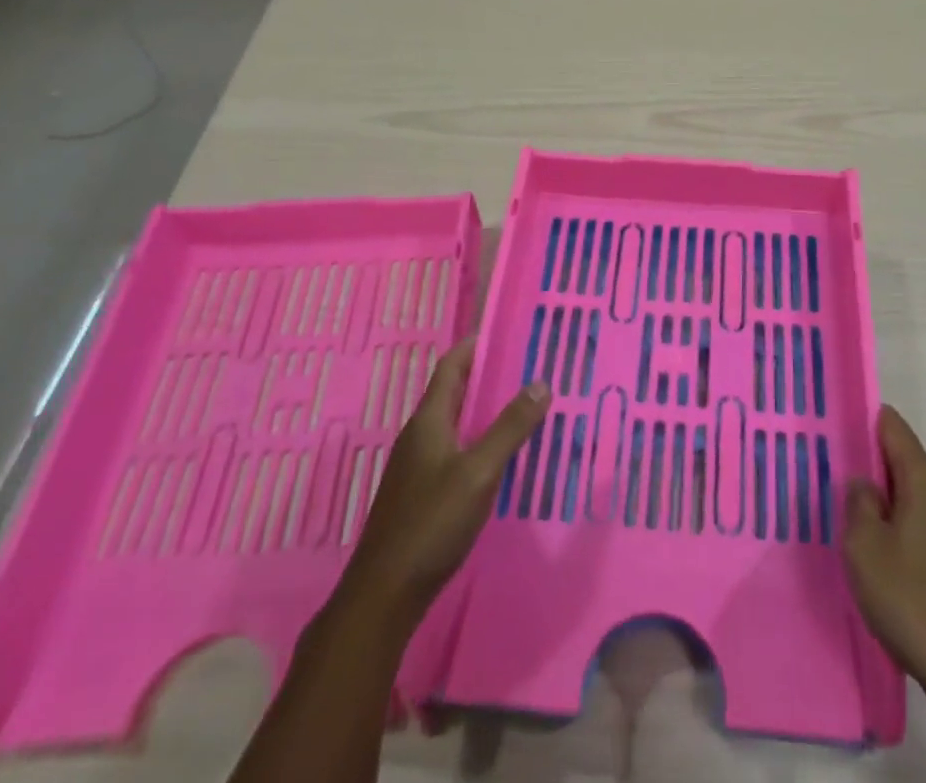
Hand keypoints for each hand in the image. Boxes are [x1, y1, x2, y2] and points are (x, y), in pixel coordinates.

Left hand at [331, 339, 549, 633]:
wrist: (385, 594)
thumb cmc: (432, 522)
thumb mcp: (480, 471)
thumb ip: (510, 427)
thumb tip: (540, 382)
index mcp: (429, 420)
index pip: (452, 365)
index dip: (476, 344)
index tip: (509, 331)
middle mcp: (420, 435)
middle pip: (454, 391)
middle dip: (488, 376)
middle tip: (528, 367)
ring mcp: (418, 465)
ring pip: (456, 422)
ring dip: (485, 410)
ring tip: (523, 406)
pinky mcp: (422, 492)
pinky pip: (455, 449)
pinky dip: (479, 440)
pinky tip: (502, 456)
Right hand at [843, 406, 925, 701]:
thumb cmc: (911, 599)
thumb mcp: (864, 546)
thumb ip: (858, 502)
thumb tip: (865, 483)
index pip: (894, 428)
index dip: (865, 420)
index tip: (836, 424)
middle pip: (905, 462)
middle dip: (872, 467)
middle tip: (835, 481)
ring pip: (915, 496)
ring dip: (887, 503)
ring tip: (855, 524)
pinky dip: (904, 528)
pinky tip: (886, 560)